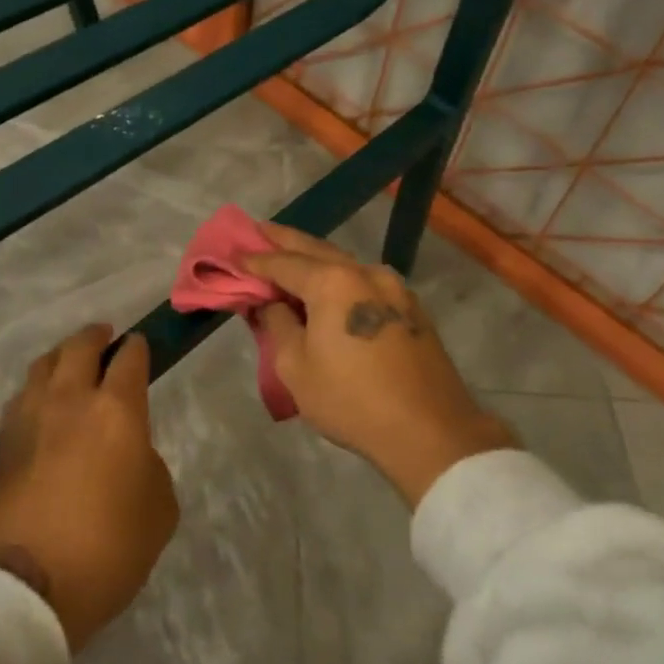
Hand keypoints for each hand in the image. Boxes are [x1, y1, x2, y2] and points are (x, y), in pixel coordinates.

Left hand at [0, 325, 177, 652]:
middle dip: (95, 336)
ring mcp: (29, 418)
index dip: (136, 348)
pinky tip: (42, 401)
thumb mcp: (160, 509)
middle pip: (79, 347)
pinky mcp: (1, 442)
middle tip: (105, 335)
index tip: (139, 345)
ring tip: (70, 361)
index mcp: (116, 411)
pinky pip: (21, 397)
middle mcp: (70, 400)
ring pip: (43, 366)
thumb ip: (149, 465)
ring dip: (61, 356)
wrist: (29, 584)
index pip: (129, 360)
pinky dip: (37, 388)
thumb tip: (130, 451)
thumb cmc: (109, 549)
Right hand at [243, 223, 516, 509]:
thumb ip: (278, 324)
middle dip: (285, 242)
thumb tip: (271, 304)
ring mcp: (395, 289)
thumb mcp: (296, 367)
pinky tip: (326, 287)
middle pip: (316, 250)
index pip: (283, 263)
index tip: (233, 256)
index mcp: (334, 282)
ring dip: (314, 260)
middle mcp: (366, 273)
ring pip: (344, 265)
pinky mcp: (410, 309)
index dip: (255, 261)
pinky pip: (364, 284)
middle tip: (258, 231)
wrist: (430, 432)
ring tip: (289, 258)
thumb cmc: (351, 400)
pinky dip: (338, 280)